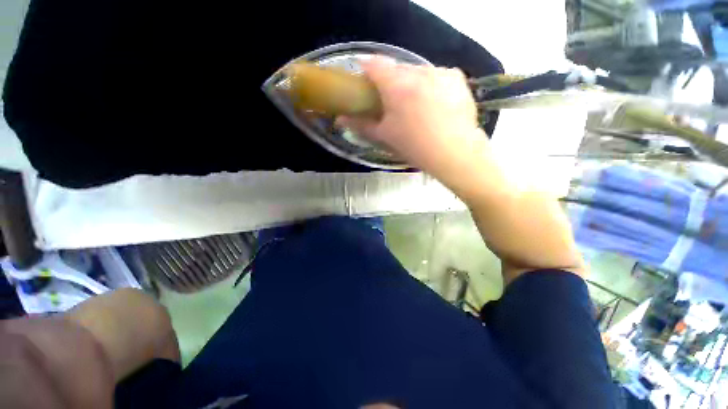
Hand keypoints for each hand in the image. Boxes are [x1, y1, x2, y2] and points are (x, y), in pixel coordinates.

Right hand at [337, 59, 486, 178]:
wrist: (454, 153)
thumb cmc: (415, 146)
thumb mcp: (385, 136)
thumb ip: (361, 125)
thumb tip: (340, 120)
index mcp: (396, 85)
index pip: (373, 64)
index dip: (366, 71)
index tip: (365, 84)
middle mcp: (418, 72)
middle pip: (396, 69)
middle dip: (390, 83)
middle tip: (391, 103)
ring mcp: (440, 72)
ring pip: (417, 72)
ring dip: (411, 84)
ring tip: (415, 108)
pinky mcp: (457, 78)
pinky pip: (436, 76)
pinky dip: (430, 86)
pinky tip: (434, 106)